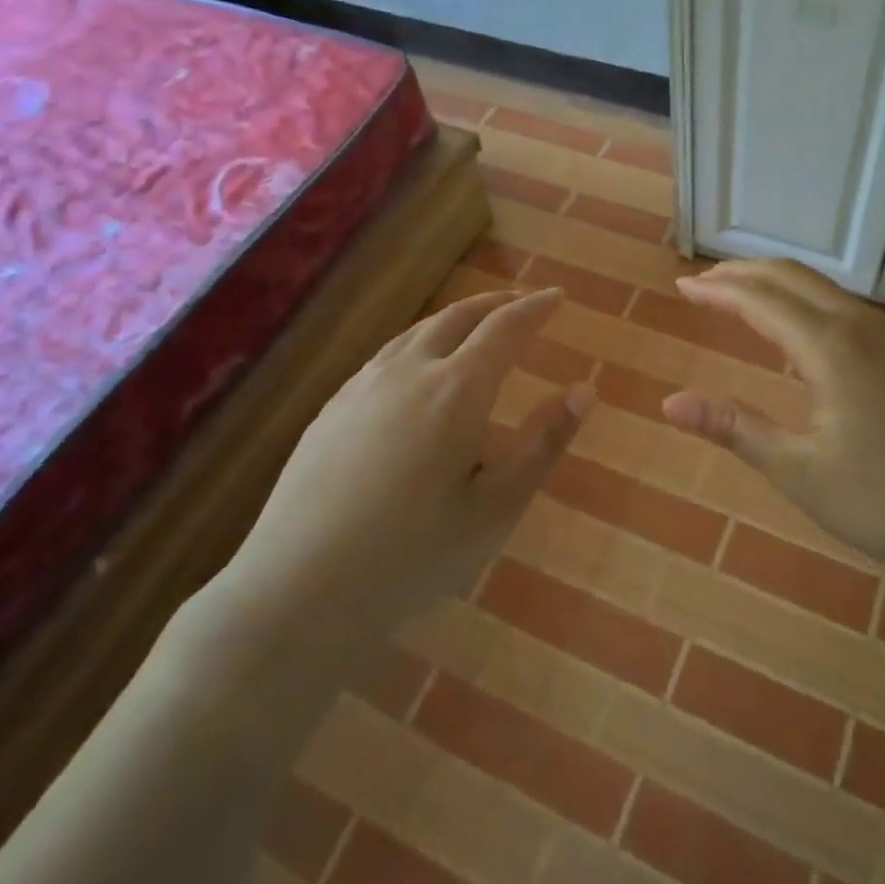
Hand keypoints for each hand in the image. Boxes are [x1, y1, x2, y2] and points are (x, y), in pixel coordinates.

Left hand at [202, 287, 588, 689]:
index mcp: (456, 390)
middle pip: (458, 318)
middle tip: (521, 303)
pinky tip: (415, 369)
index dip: (535, 308)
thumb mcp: (496, 507)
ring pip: (417, 332)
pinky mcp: (331, 408)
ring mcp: (362, 387)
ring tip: (474, 326)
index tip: (557, 295)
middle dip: (496, 304)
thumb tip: (585, 390)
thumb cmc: (413, 554)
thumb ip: (543, 444)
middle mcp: (409, 372)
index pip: (505, 329)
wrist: (299, 588)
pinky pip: (386, 355)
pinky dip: (418, 343)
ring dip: (454, 319)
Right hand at [660, 260, 884, 598]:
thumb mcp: (803, 473)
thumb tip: (670, 403)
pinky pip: (845, 308)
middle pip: (792, 277)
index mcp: (830, 346)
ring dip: (776, 284)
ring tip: (742, 297)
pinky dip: (806, 302)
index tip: (681, 288)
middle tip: (702, 283)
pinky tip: (802, 334)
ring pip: (823, 289)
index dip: (717, 290)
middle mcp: (860, 326)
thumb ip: (737, 429)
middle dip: (742, 273)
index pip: (759, 299)